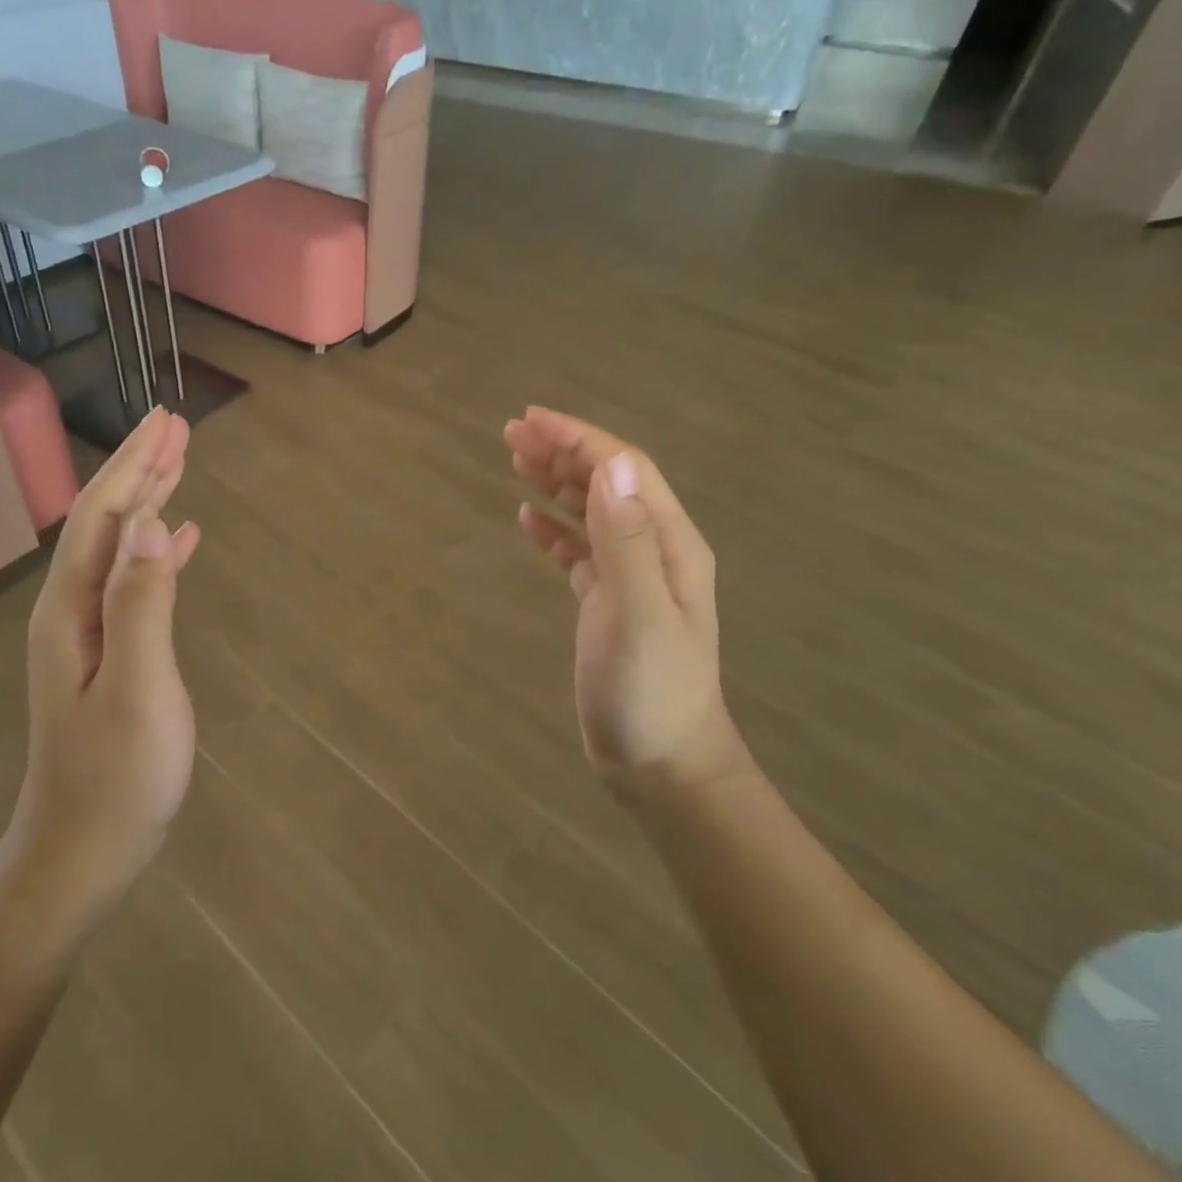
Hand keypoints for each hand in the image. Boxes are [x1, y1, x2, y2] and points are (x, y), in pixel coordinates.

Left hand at [8, 408, 201, 926]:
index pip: (107, 517)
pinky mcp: (111, 654)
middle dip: (140, 470)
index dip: (136, 465)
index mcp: (73, 609)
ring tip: (179, 466)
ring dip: (149, 501)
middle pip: (108, 523)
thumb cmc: (116, 776)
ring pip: (122, 547)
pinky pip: (135, 582)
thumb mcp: (137, 687)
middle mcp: (73, 610)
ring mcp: (90, 634)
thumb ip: (140, 602)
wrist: (83, 852)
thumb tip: (149, 522)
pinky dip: (158, 551)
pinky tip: (180, 538)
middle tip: (175, 425)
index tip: (167, 421)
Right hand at [505, 407, 746, 796]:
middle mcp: (654, 550)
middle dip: (562, 453)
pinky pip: (580, 550)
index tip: (531, 419)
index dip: (578, 439)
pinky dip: (554, 529)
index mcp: (670, 544)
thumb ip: (629, 541)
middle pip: (607, 483)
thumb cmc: (651, 693)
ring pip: (592, 512)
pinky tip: (527, 520)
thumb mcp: (641, 616)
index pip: (624, 470)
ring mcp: (632, 578)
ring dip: (556, 483)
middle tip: (510, 435)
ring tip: (515, 462)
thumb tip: (611, 464)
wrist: (662, 763)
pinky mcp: (608, 603)